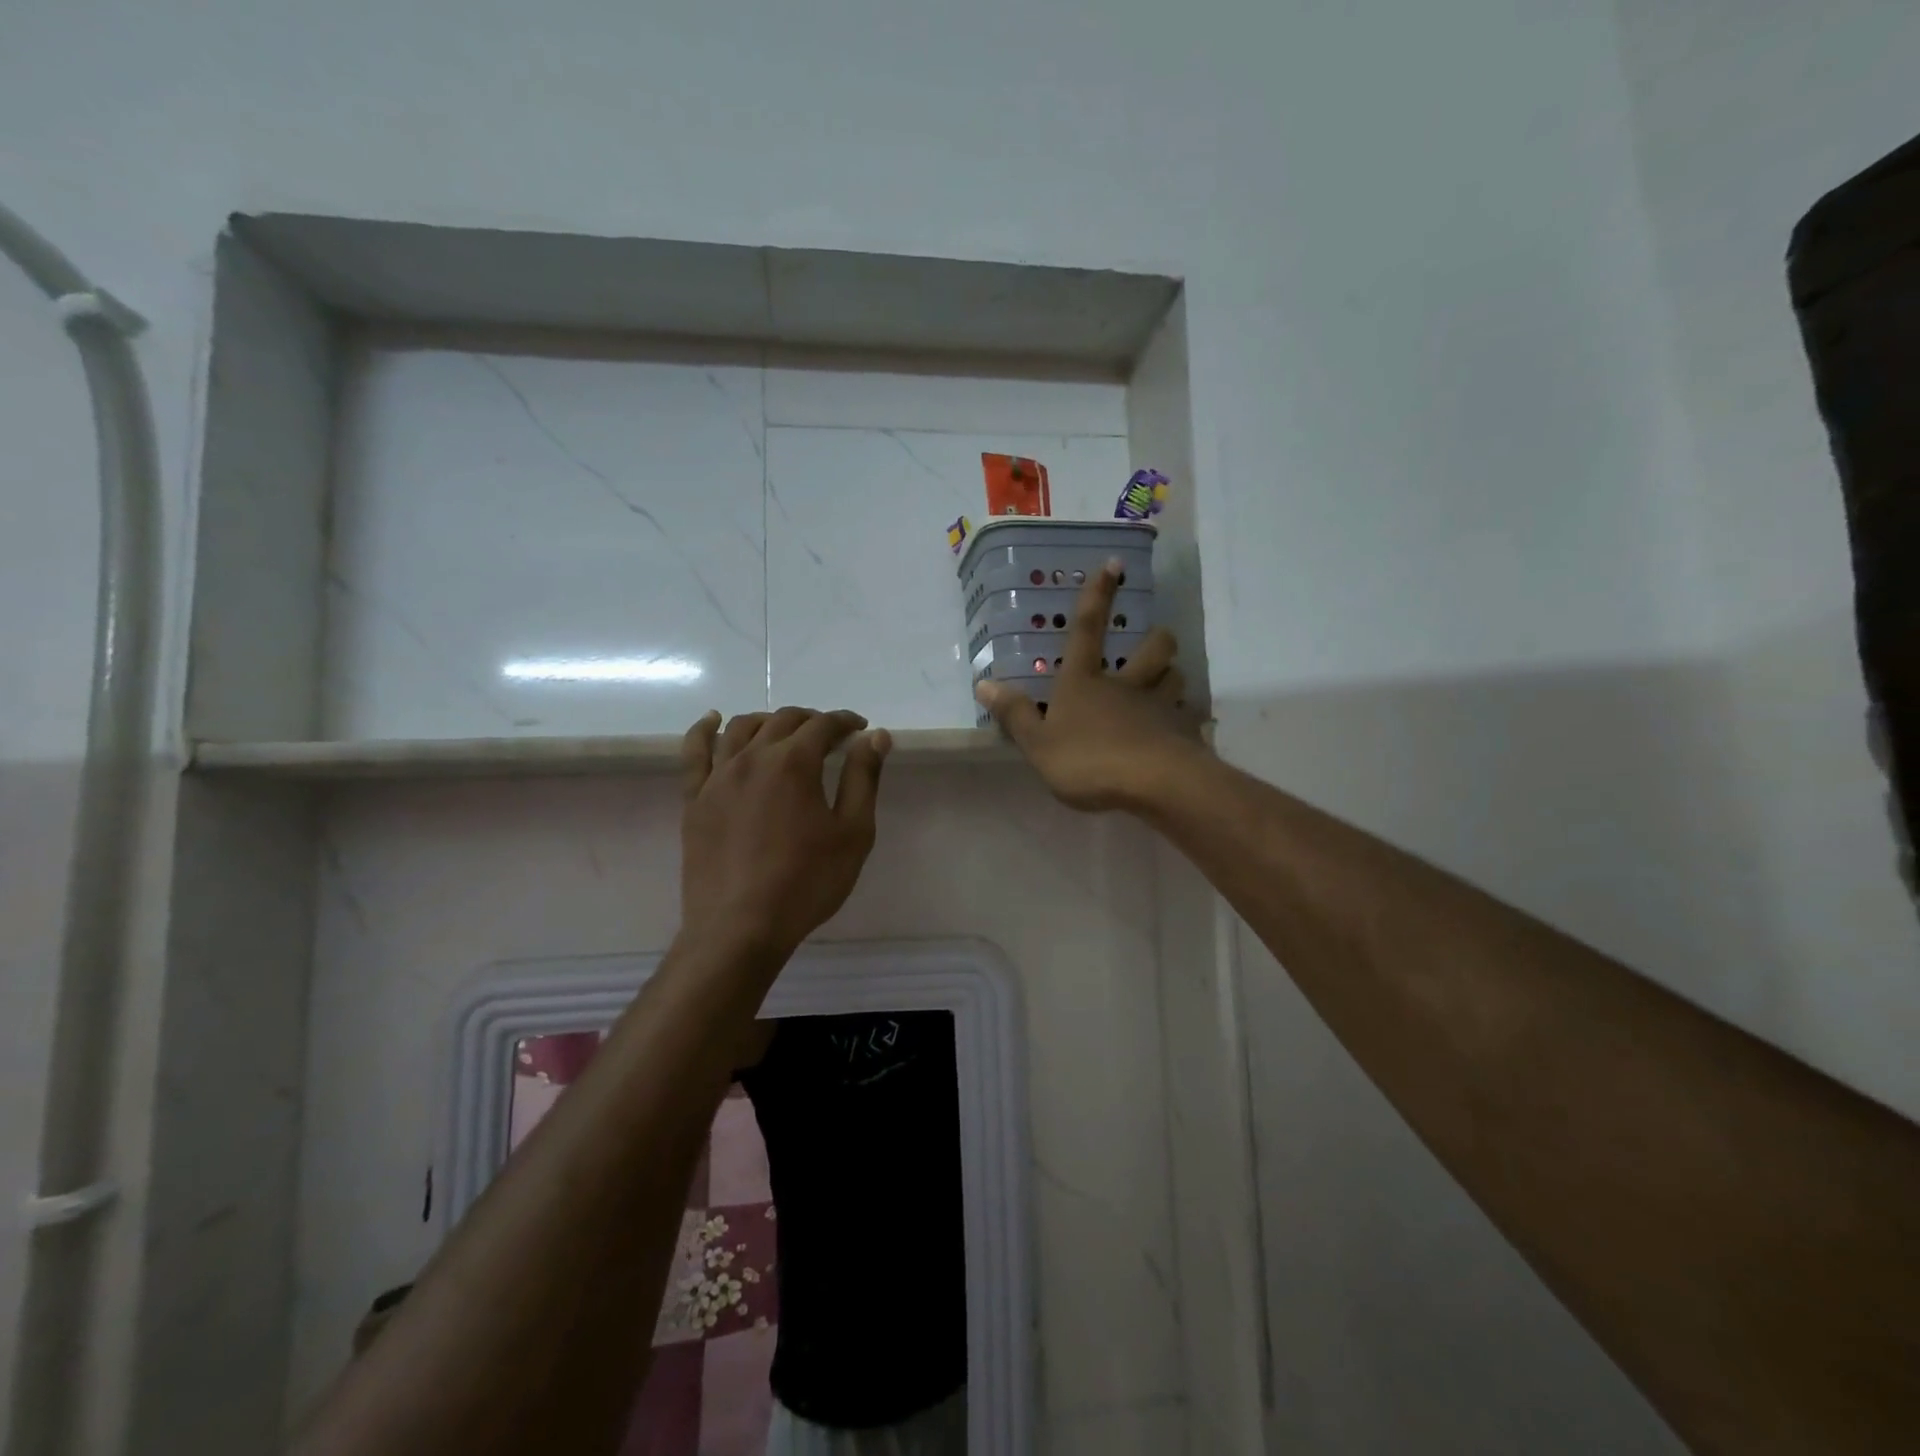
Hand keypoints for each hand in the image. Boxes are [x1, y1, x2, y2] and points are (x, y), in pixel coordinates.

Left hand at [679, 707, 891, 959]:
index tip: (859, 729)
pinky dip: (704, 729)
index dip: (844, 722)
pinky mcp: (695, 799)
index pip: (823, 725)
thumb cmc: (806, 882)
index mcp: (794, 763)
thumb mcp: (853, 833)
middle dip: (811, 721)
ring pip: (741, 728)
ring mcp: (718, 777)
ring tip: (784, 733)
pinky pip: (694, 752)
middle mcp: (753, 758)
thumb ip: (863, 778)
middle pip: (783, 721)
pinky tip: (712, 721)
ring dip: (768, 721)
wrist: (740, 927)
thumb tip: (875, 737)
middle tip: (829, 737)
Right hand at [975, 560, 1203, 810]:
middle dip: (1157, 638)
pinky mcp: (1186, 733)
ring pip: (1176, 677)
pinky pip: (1190, 717)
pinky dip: (1186, 720)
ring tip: (1167, 685)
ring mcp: (1161, 707)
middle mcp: (1127, 686)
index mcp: (1085, 683)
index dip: (1097, 595)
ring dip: (1172, 675)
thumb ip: (1015, 715)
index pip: (1087, 629)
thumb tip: (984, 684)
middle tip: (1156, 642)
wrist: (1154, 785)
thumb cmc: (1088, 760)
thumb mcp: (1038, 744)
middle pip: (1153, 648)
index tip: (1114, 564)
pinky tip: (1181, 732)